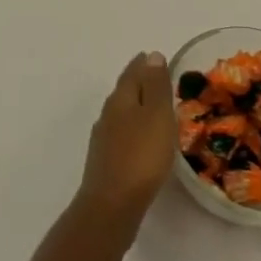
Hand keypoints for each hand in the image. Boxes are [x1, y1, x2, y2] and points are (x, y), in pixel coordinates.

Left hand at [76, 51, 175, 234]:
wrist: (112, 205)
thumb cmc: (141, 156)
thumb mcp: (156, 116)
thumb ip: (155, 86)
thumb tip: (152, 55)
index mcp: (121, 99)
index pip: (132, 73)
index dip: (143, 64)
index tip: (152, 56)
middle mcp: (108, 114)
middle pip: (124, 91)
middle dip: (138, 82)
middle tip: (155, 77)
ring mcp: (104, 139)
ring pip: (121, 113)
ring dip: (135, 106)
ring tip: (152, 107)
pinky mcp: (106, 161)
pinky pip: (122, 134)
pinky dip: (133, 128)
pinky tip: (140, 140)